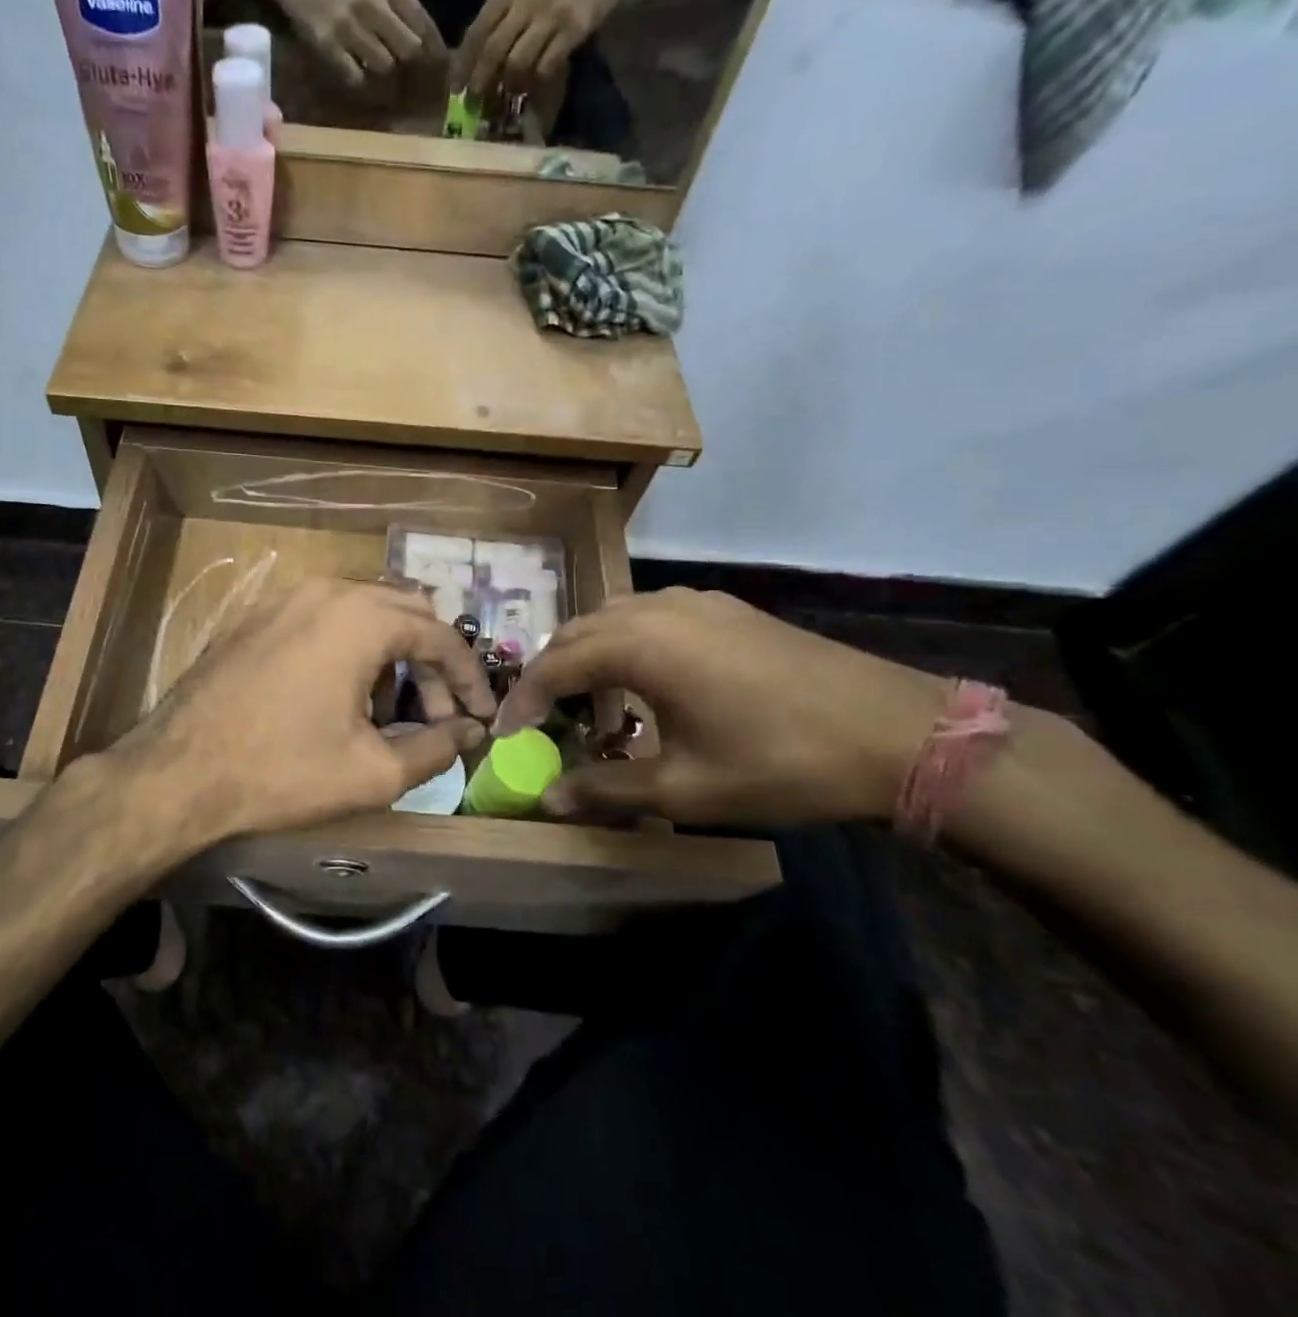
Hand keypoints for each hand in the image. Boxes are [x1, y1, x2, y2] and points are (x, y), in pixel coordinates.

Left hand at [101, 579, 493, 847]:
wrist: (178, 771)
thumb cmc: (282, 771)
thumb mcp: (372, 772)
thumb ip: (435, 748)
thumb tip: (469, 732)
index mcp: (361, 618)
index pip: (441, 636)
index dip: (468, 679)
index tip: (481, 716)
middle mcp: (327, 590)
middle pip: (405, 613)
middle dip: (431, 664)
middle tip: (438, 715)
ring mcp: (285, 597)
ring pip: (364, 612)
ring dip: (391, 655)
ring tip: (387, 712)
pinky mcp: (258, 615)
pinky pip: (324, 618)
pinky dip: (351, 648)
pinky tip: (341, 696)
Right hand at [276, 0, 445, 87]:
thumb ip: (407, 14)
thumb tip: (433, 54)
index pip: (424, 25)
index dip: (435, 52)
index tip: (441, 71)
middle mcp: (373, 3)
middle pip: (409, 49)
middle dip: (411, 66)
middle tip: (410, 79)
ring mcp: (350, 26)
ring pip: (385, 66)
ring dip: (385, 74)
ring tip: (378, 71)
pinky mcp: (330, 46)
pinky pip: (357, 78)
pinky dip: (362, 84)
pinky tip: (360, 77)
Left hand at [456, 0, 639, 98]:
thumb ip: (503, 11)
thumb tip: (479, 55)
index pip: (478, 29)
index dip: (464, 63)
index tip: (455, 87)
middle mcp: (527, 0)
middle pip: (494, 51)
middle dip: (480, 81)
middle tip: (474, 102)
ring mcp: (551, 14)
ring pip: (518, 62)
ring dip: (508, 85)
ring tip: (505, 97)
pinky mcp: (574, 29)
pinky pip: (547, 66)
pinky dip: (536, 81)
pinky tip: (533, 87)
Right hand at [494, 589, 946, 826]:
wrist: (896, 731)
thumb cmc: (781, 762)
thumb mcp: (685, 788)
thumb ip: (606, 789)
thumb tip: (548, 799)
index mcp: (639, 645)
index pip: (554, 665)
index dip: (524, 700)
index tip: (505, 734)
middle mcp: (657, 609)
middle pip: (577, 632)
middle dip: (549, 673)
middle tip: (539, 718)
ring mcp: (694, 602)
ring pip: (612, 617)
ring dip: (586, 653)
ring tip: (584, 698)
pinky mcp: (724, 608)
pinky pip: (649, 614)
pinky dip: (624, 641)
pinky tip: (642, 677)